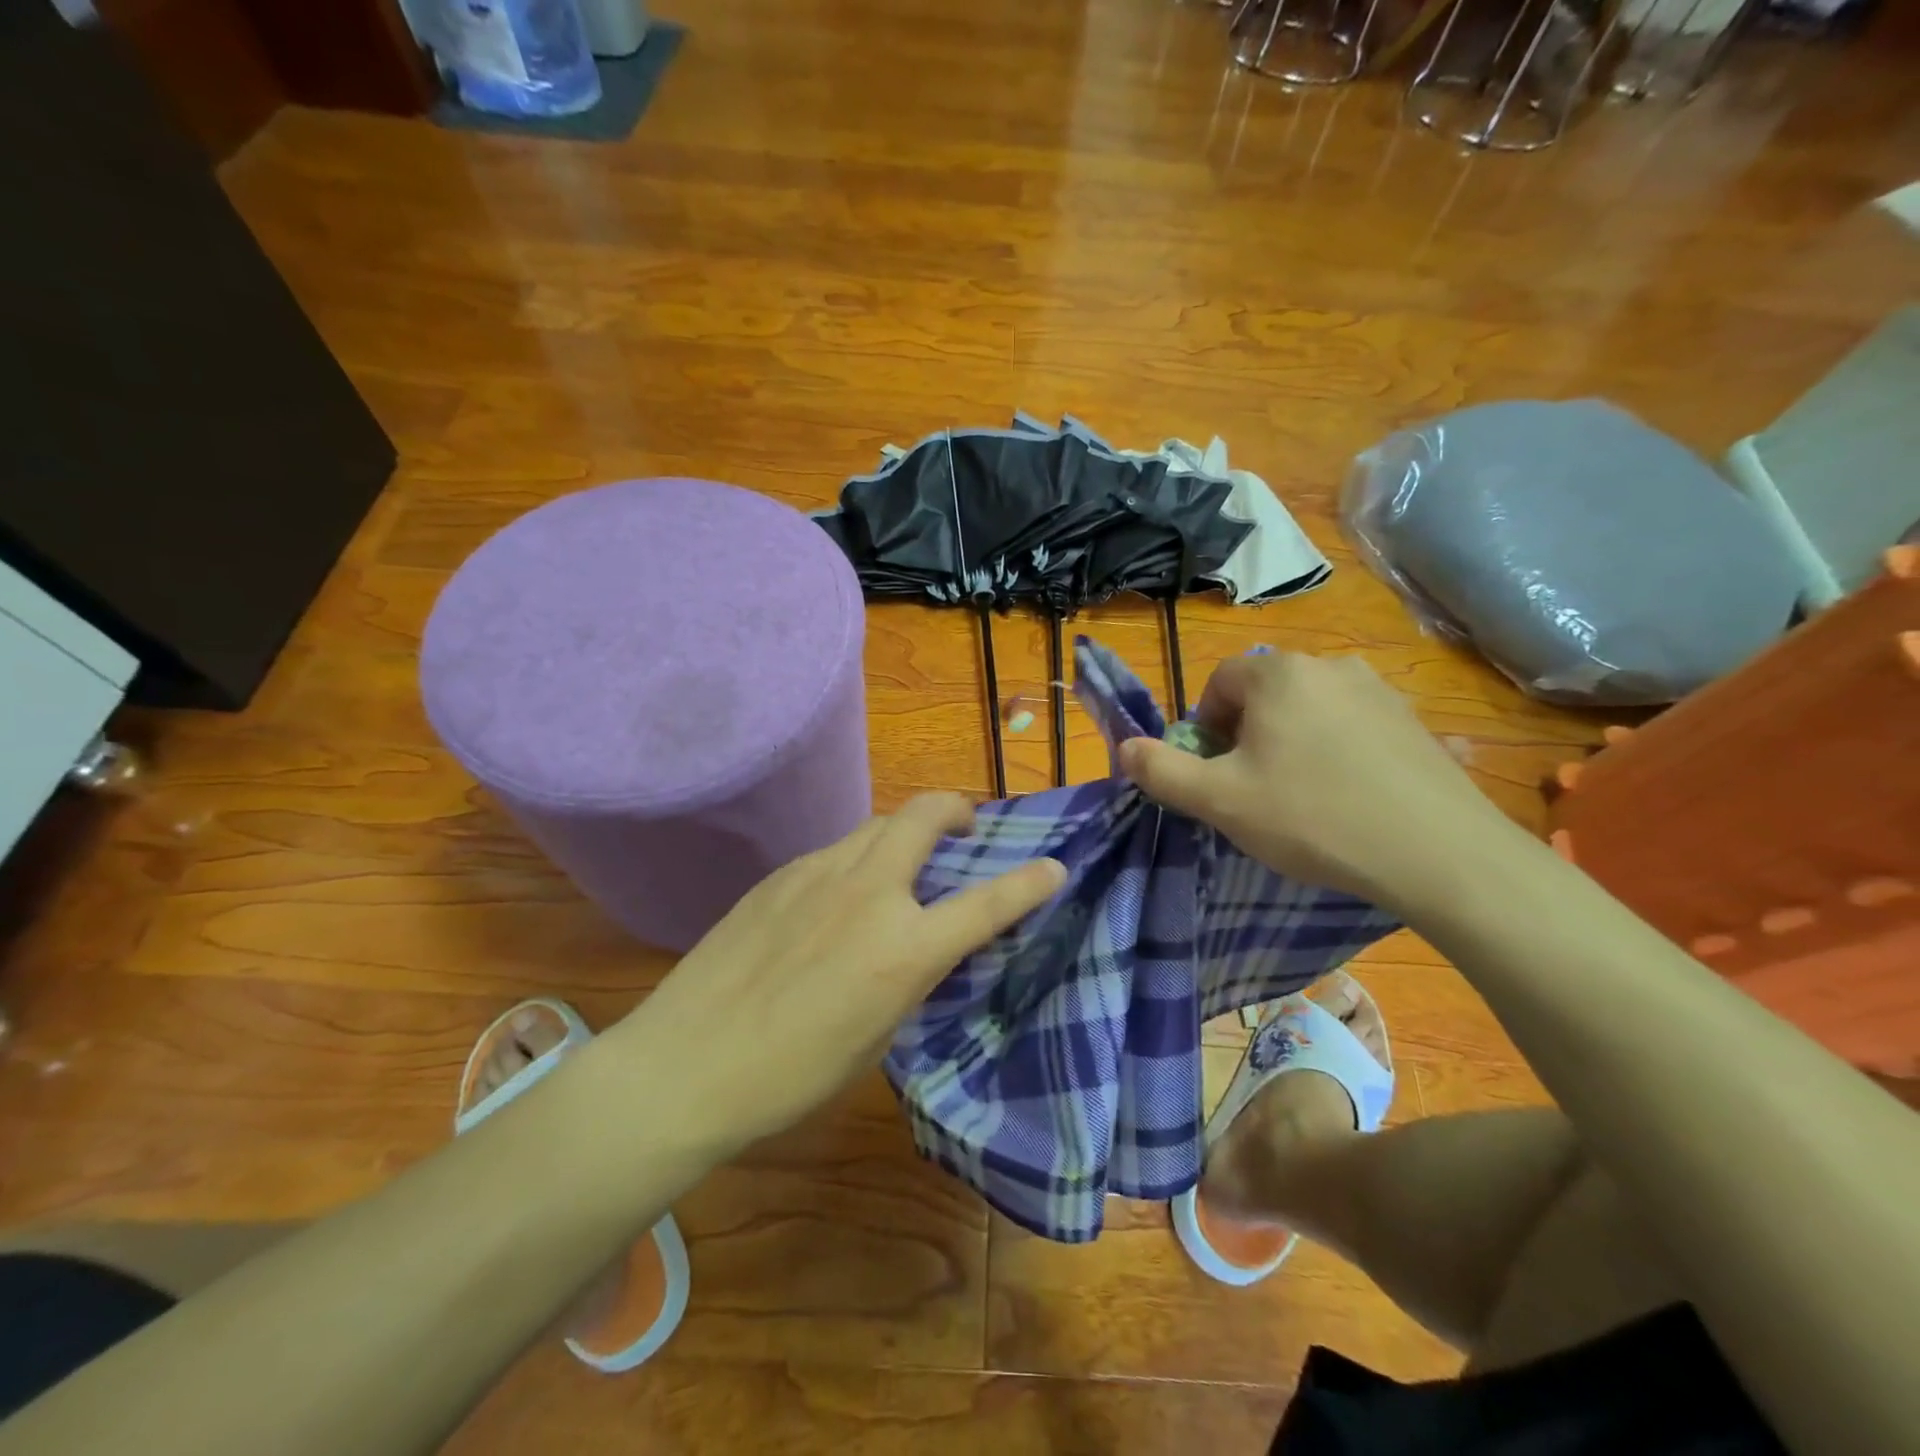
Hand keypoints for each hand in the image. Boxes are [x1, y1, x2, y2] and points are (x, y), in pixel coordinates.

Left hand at [611, 794, 1064, 1150]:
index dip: (1029, 883)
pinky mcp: (780, 873)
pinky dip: (858, 857)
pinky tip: (841, 894)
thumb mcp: (876, 1038)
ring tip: (905, 860)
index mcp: (903, 948)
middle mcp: (868, 892)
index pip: (986, 904)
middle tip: (964, 827)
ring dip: (904, 831)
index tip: (1053, 867)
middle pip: (924, 815)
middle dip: (955, 808)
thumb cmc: (791, 1075)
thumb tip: (921, 947)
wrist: (686, 1062)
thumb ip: (909, 979)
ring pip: (876, 824)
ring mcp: (819, 873)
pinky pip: (835, 850)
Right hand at [1116, 652, 1523, 909]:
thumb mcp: (1219, 801)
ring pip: (1308, 710)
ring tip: (1301, 797)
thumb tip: (1124, 750)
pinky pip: (1351, 726)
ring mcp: (1379, 690)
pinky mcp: (1413, 721)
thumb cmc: (1311, 817)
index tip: (1216, 773)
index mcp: (1278, 674)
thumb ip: (1161, 771)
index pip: (1219, 684)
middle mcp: (1329, 666)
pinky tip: (1348, 797)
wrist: (1437, 853)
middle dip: (1246, 736)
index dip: (1205, 729)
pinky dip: (1335, 752)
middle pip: (1264, 695)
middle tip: (1254, 790)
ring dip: (1290, 743)